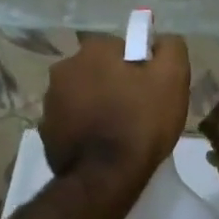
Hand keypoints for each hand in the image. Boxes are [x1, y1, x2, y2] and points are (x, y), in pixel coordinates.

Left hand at [42, 34, 190, 203]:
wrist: (105, 178)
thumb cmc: (141, 123)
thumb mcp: (172, 79)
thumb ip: (170, 49)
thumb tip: (161, 41)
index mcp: (93, 50)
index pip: (121, 47)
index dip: (139, 66)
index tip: (149, 88)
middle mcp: (64, 68)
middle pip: (98, 70)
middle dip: (114, 83)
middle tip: (136, 110)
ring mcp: (49, 100)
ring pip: (82, 94)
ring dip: (96, 104)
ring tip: (118, 130)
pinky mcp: (45, 130)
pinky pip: (71, 120)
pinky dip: (83, 127)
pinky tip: (99, 145)